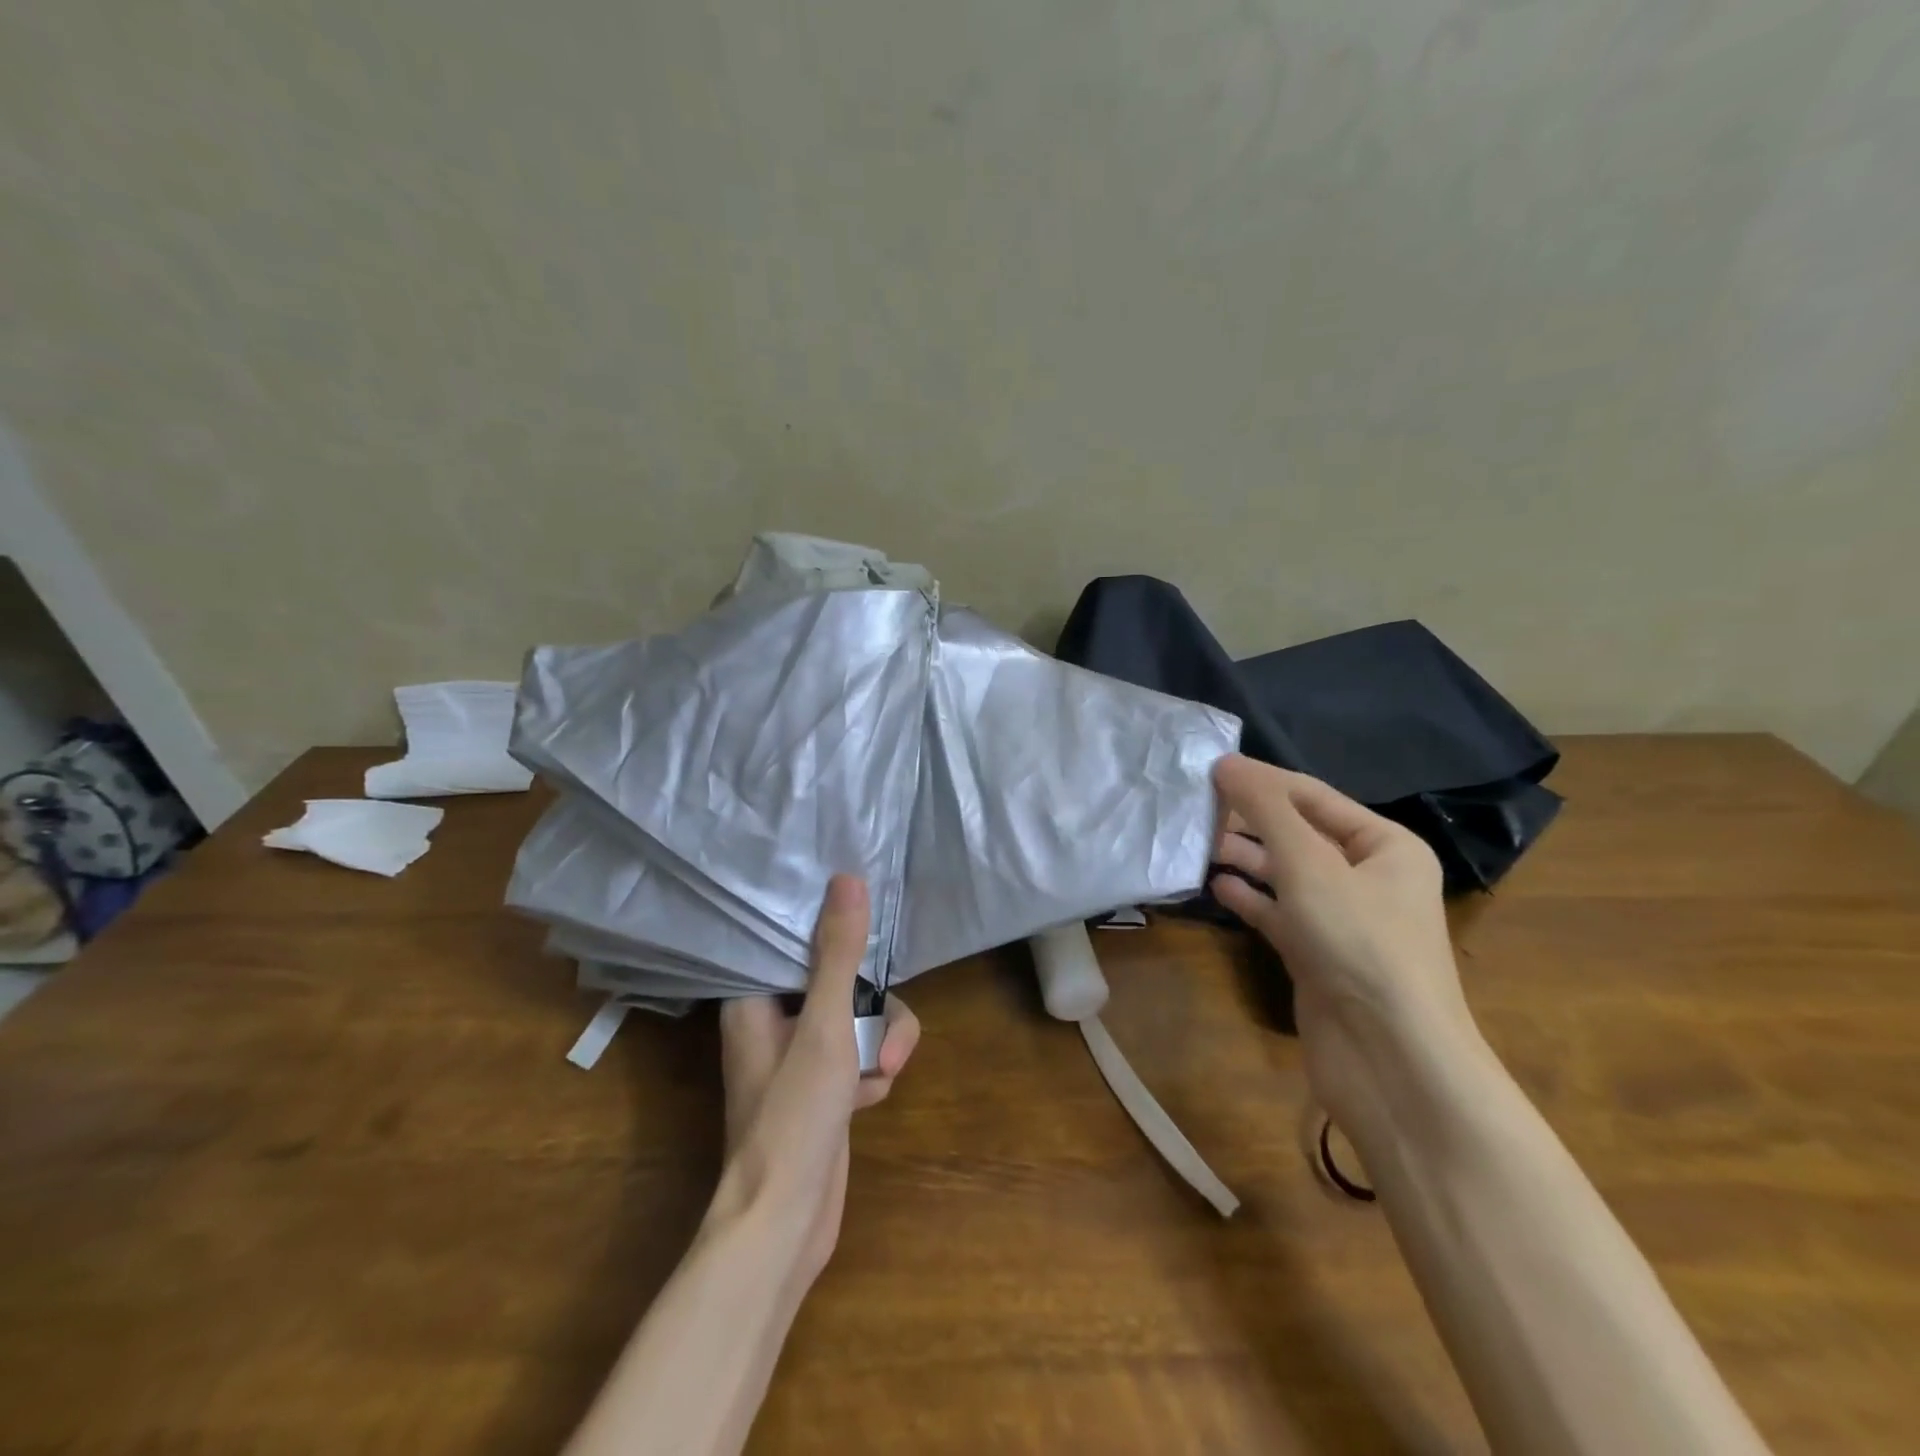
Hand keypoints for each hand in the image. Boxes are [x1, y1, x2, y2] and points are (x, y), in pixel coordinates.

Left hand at [712, 875, 919, 1289]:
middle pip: (846, 980)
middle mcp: (776, 1018)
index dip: (835, 930)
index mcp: (756, 997)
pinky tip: (864, 1104)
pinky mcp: (824, 1084)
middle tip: (880, 1049)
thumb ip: (839, 953)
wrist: (784, 1225)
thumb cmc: (792, 1117)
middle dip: (874, 1015)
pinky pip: (863, 1052)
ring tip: (876, 1081)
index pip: (797, 938)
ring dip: (879, 1047)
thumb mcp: (826, 1026)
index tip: (869, 931)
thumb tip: (848, 878)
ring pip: (862, 1018)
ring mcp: (802, 1053)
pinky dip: (871, 1073)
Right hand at [1210, 755, 1474, 1128]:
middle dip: (1250, 821)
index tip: (1208, 767)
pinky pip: (1279, 913)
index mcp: (1385, 846)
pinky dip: (1250, 898)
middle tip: (1196, 809)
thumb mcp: (1309, 864)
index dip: (1262, 780)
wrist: (1390, 1059)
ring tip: (1199, 845)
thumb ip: (1265, 810)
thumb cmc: (1358, 943)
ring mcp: (1343, 919)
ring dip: (1245, 859)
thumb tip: (1226, 763)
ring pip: (1286, 874)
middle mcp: (1368, 877)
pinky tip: (1216, 887)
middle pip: (1298, 833)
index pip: (1314, 796)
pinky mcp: (1318, 954)